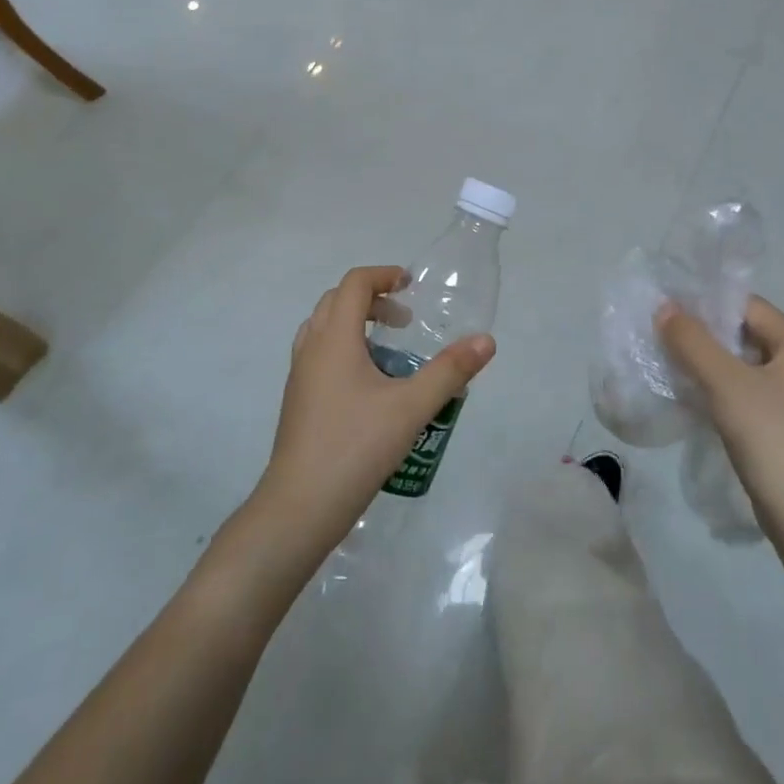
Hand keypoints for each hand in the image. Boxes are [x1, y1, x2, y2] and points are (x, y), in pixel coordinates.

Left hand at [254, 266, 495, 560]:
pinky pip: (319, 354)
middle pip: (336, 301)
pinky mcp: (297, 401)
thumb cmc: (355, 448)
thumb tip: (486, 341)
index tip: (411, 286)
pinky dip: (343, 349)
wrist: (299, 507)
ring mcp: (299, 376)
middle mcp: (311, 348)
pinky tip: (369, 386)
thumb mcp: (411, 408)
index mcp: (334, 338)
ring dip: (355, 324)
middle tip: (405, 321)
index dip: (383, 275)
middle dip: (372, 299)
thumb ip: (449, 371)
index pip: (354, 284)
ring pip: (323, 328)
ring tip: (388, 350)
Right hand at [656, 296, 783, 523]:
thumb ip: (692, 341)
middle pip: (745, 334)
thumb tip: (664, 308)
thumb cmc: (770, 436)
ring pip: (742, 365)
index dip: (708, 303)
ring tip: (669, 360)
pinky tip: (690, 394)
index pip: (749, 306)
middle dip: (704, 333)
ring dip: (708, 361)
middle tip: (663, 333)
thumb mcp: (725, 382)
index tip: (669, 307)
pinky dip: (718, 387)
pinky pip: (745, 392)